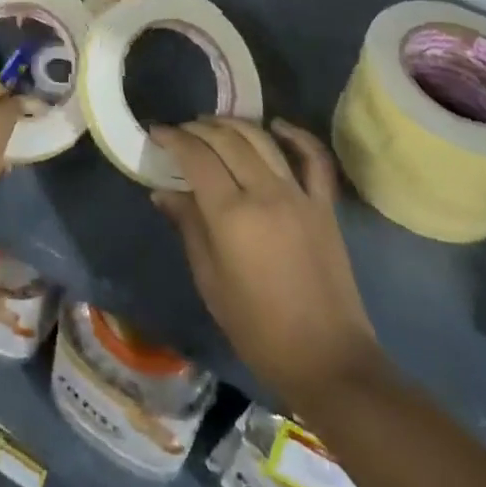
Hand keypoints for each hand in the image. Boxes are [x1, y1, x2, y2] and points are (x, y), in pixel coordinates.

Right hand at [150, 117, 381, 402]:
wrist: (328, 361)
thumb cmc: (259, 329)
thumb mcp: (210, 282)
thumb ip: (189, 227)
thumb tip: (164, 192)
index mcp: (231, 215)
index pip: (196, 157)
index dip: (173, 138)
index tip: (157, 132)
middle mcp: (264, 193)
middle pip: (226, 140)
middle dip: (199, 129)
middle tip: (182, 131)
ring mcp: (298, 196)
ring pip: (262, 140)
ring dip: (234, 125)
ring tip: (214, 125)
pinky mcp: (324, 206)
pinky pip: (314, 159)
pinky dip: (296, 135)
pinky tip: (277, 125)